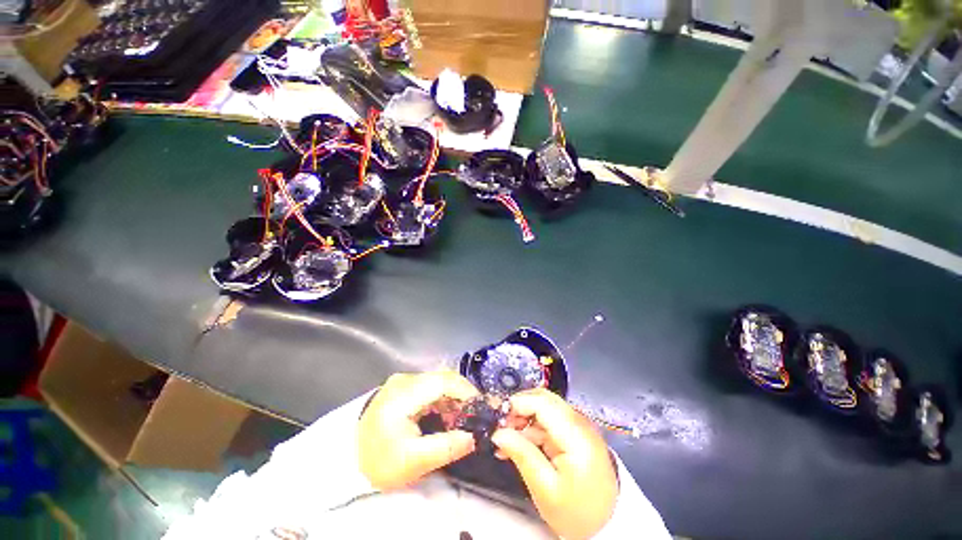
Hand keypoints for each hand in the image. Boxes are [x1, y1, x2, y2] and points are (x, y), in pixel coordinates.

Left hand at [359, 371, 479, 489]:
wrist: (350, 462)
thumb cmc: (379, 462)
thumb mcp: (413, 462)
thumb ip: (446, 448)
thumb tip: (473, 437)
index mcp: (404, 394)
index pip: (442, 382)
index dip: (465, 391)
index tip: (481, 407)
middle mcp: (405, 380)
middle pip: (442, 378)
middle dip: (462, 395)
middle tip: (475, 416)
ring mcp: (404, 381)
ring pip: (439, 382)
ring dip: (454, 398)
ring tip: (462, 420)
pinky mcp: (404, 387)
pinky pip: (431, 387)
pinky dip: (444, 400)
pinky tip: (447, 416)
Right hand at [492, 389, 618, 539]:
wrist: (607, 525)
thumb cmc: (578, 512)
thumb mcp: (545, 488)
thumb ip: (522, 455)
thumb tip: (499, 433)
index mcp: (575, 434)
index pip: (542, 402)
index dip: (517, 403)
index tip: (499, 417)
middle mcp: (579, 422)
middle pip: (543, 399)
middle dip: (519, 409)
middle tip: (502, 428)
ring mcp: (578, 426)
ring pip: (544, 408)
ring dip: (524, 419)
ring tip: (507, 441)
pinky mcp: (575, 432)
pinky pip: (549, 421)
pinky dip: (533, 428)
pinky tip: (520, 444)